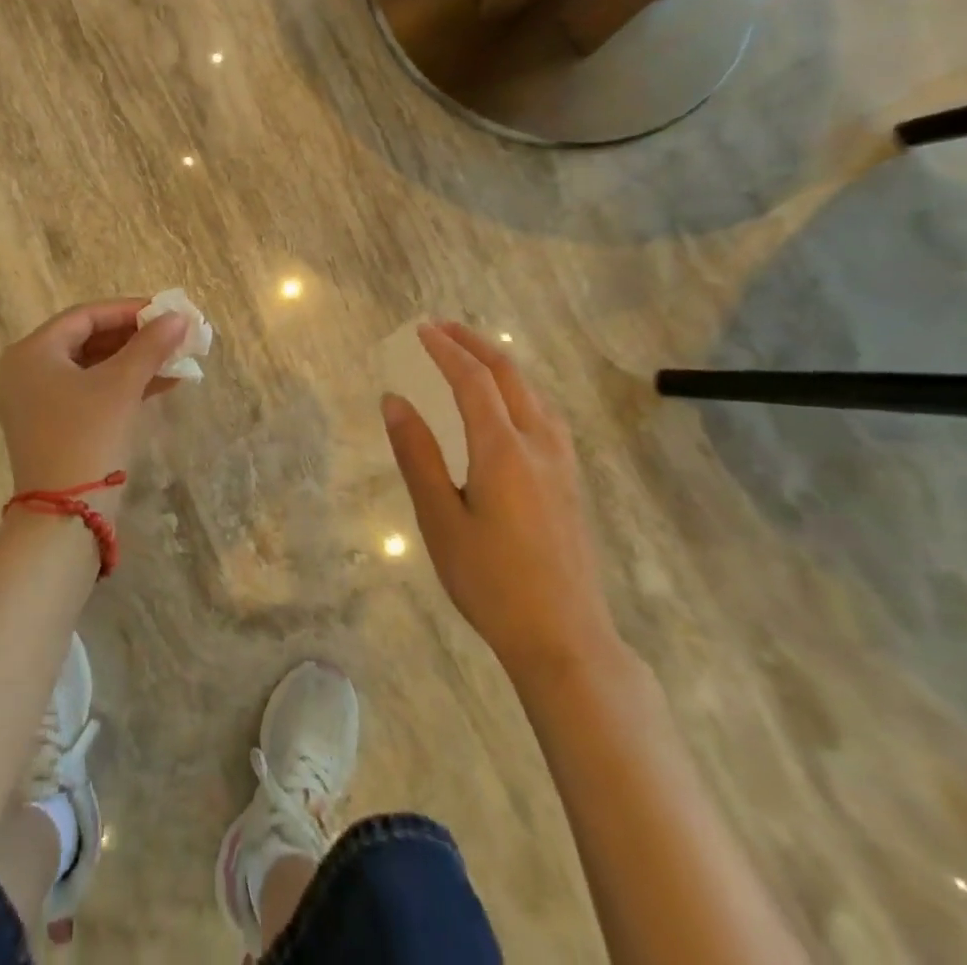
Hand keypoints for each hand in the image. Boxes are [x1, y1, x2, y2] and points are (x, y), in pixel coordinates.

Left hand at [0, 298, 188, 515]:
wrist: (63, 517)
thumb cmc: (87, 437)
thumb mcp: (121, 386)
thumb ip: (150, 346)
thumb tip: (179, 317)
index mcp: (33, 352)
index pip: (85, 316)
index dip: (128, 310)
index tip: (165, 312)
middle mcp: (26, 371)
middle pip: (86, 340)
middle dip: (134, 338)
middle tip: (172, 335)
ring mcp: (36, 402)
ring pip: (91, 368)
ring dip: (132, 363)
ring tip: (175, 359)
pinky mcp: (51, 427)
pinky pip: (88, 393)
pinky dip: (121, 386)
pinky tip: (162, 385)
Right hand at [381, 322, 621, 688]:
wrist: (564, 638)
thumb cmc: (491, 581)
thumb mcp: (440, 520)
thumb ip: (418, 455)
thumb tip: (394, 400)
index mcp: (503, 450)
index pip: (473, 381)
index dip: (446, 350)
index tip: (421, 330)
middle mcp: (538, 445)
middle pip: (509, 376)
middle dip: (475, 345)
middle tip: (443, 328)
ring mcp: (562, 463)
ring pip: (533, 393)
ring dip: (501, 365)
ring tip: (472, 355)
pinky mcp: (571, 482)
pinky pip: (545, 414)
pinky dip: (520, 390)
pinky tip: (511, 405)